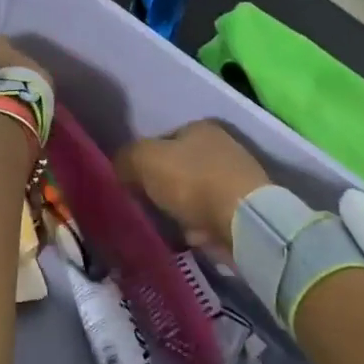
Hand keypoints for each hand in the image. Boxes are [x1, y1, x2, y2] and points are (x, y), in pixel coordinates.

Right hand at [116, 120, 268, 252]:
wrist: (243, 222)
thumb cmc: (193, 181)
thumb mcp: (145, 160)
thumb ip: (126, 158)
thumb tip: (119, 167)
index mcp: (200, 128)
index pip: (162, 139)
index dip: (143, 159)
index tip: (131, 181)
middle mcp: (221, 147)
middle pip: (178, 167)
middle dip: (161, 186)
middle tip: (143, 203)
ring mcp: (235, 179)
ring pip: (193, 193)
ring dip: (179, 209)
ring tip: (163, 223)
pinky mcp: (243, 209)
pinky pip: (208, 216)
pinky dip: (197, 226)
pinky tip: (187, 236)